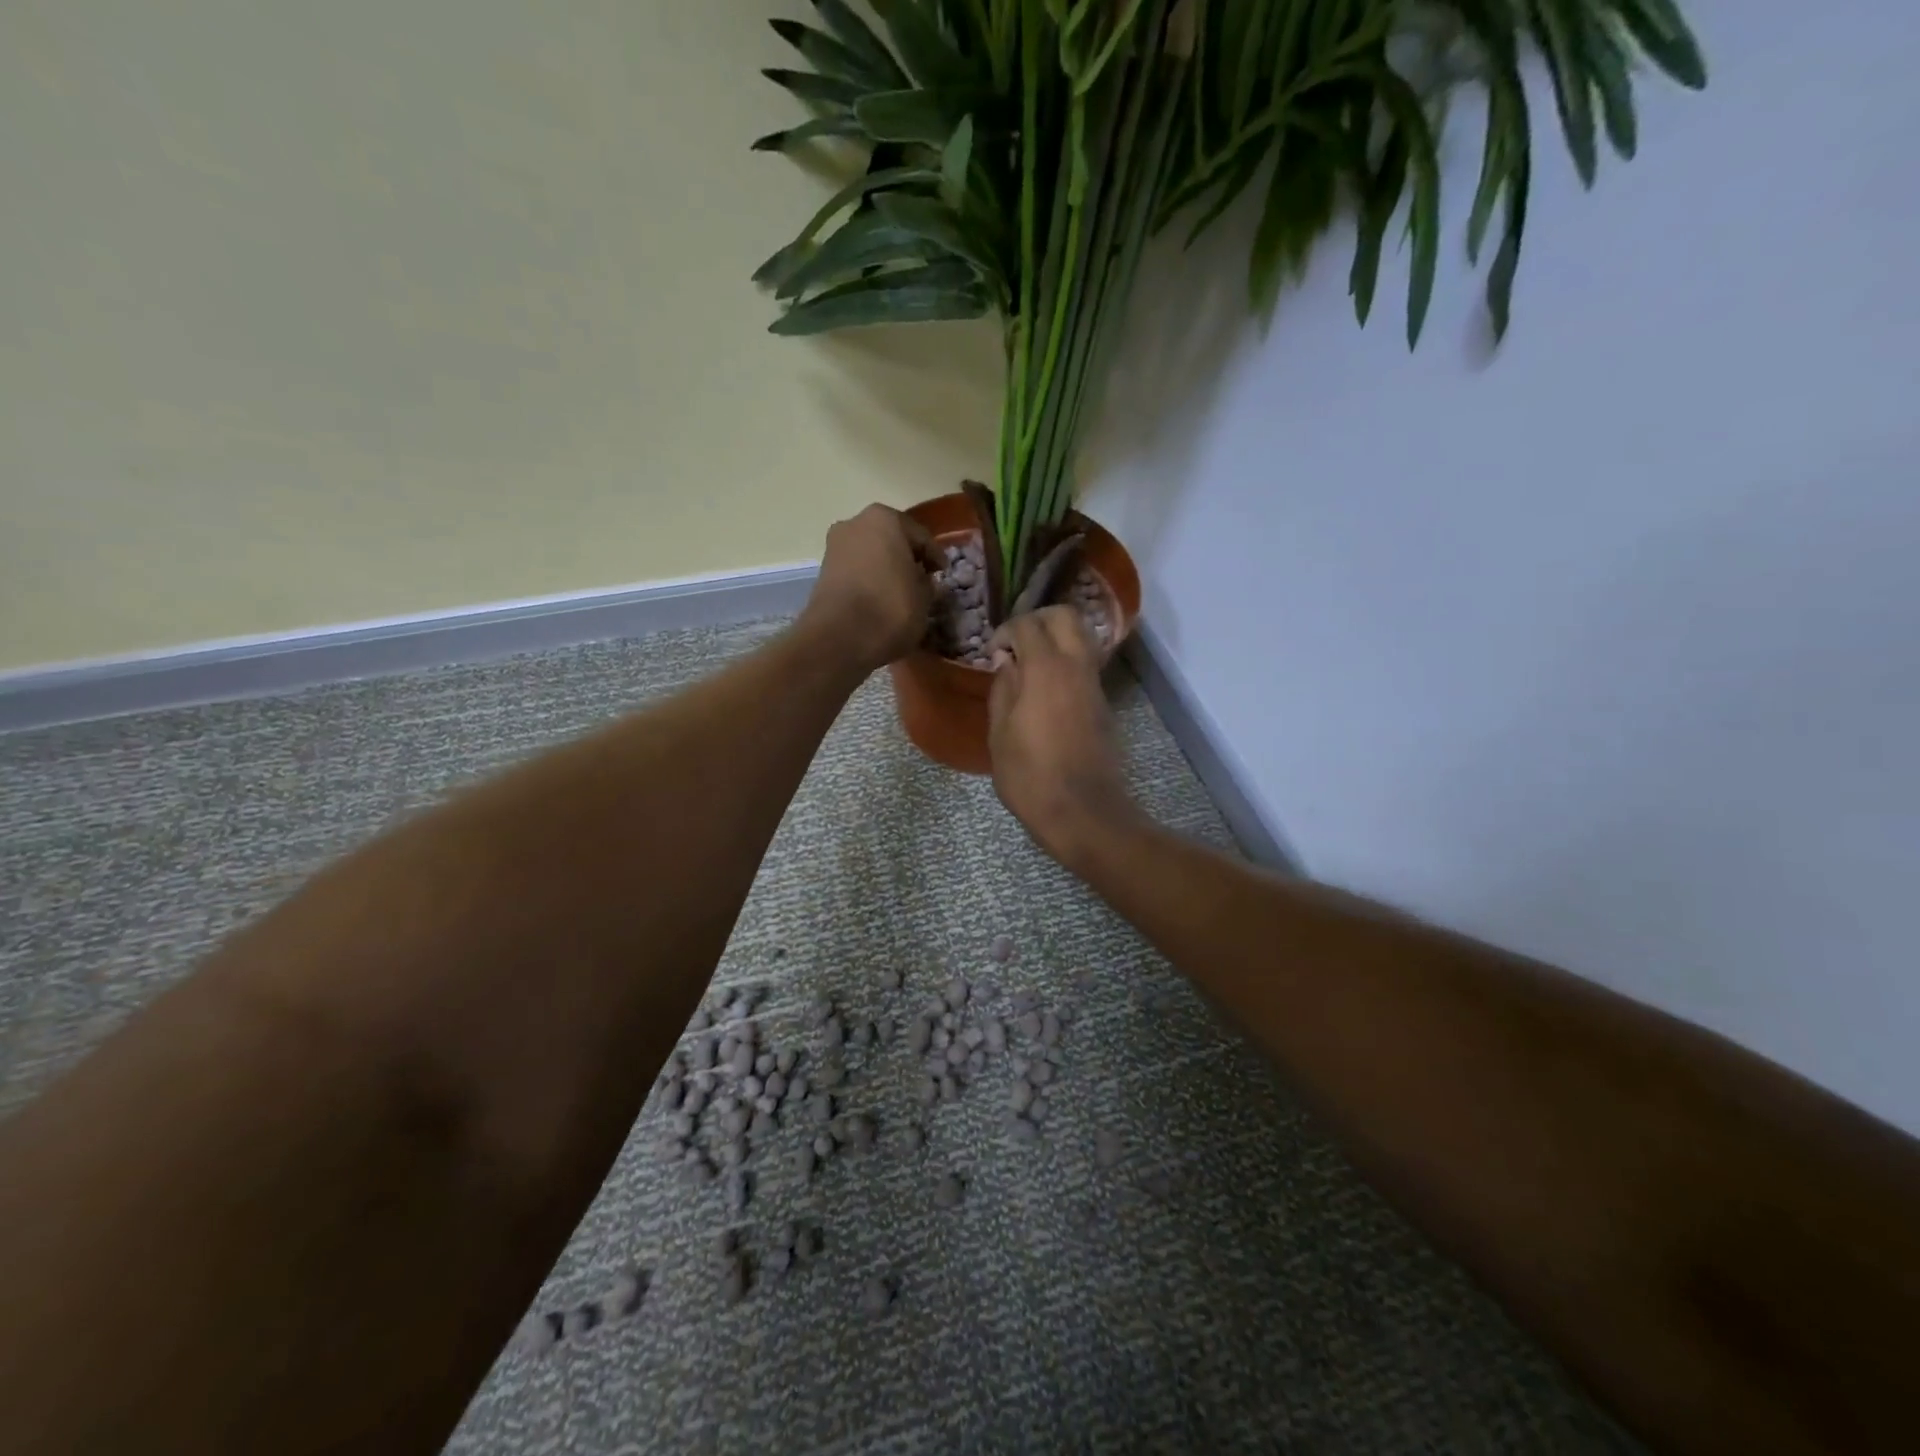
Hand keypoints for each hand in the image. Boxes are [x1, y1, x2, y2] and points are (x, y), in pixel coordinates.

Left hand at [803, 505, 939, 674]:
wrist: (838, 639)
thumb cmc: (890, 608)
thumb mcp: (924, 597)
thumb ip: (926, 582)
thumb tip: (920, 580)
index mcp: (885, 519)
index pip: (920, 536)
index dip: (935, 557)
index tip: (943, 573)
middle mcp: (855, 523)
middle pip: (891, 540)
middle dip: (906, 558)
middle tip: (922, 580)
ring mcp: (835, 546)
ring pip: (871, 555)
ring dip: (886, 569)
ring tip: (902, 593)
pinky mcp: (823, 572)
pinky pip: (856, 571)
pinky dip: (869, 581)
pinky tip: (880, 600)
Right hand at [987, 607, 1136, 865]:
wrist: (1083, 812)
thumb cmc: (1030, 777)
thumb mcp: (1000, 735)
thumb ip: (1003, 690)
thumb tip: (1008, 663)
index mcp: (1046, 669)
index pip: (1028, 624)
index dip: (1006, 630)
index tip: (993, 652)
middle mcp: (1076, 667)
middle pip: (1066, 616)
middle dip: (1039, 620)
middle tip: (1017, 643)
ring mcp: (1095, 685)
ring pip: (1082, 637)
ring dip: (1056, 639)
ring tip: (1029, 666)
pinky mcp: (1103, 704)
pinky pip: (1086, 665)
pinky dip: (1066, 662)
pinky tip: (1045, 689)